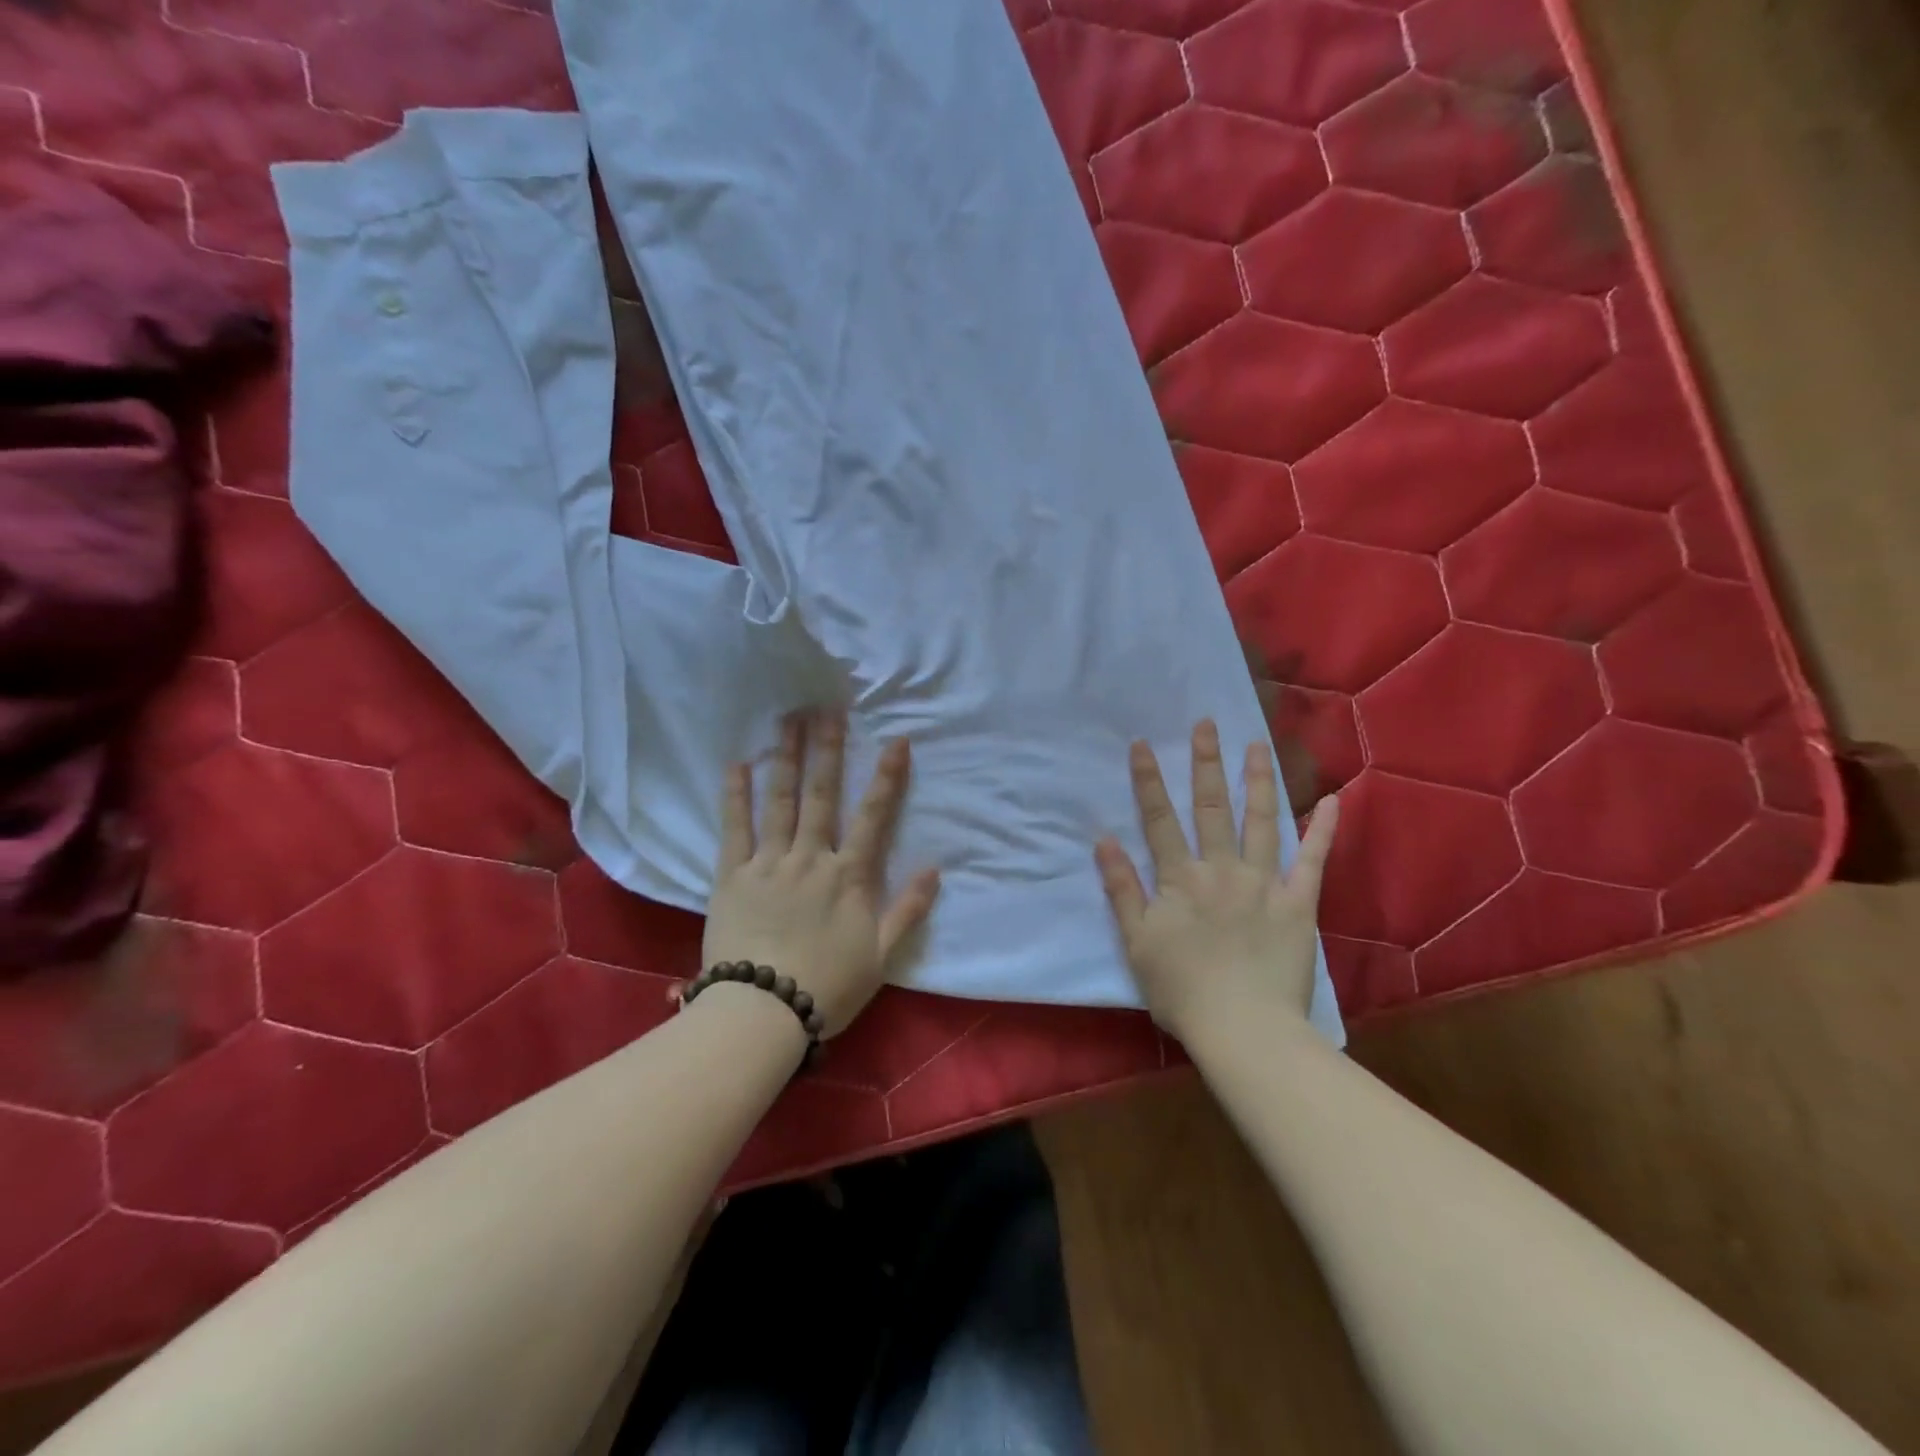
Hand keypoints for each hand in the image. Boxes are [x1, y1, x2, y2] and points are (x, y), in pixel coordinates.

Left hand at [702, 710, 940, 1035]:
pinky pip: (734, 828)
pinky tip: (738, 765)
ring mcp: (769, 863)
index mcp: (849, 876)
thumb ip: (908, 910)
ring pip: (780, 801)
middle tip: (828, 709)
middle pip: (822, 796)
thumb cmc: (828, 987)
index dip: (887, 777)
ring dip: (786, 758)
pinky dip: (736, 795)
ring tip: (788, 721)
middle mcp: (811, 858)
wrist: (763, 1013)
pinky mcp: (732, 876)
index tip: (895, 740)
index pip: (874, 816)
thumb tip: (936, 869)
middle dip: (828, 749)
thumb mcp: (881, 956)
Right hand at [1094, 719, 1336, 1038]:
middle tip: (1207, 724)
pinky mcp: (1299, 904)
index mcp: (1180, 878)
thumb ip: (1121, 888)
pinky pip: (1313, 861)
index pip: (1159, 819)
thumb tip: (1105, 840)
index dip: (1148, 780)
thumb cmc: (1182, 990)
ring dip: (1257, 781)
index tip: (1143, 744)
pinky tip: (1333, 800)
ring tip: (1257, 745)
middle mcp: (1221, 869)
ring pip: (1260, 821)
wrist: (1243, 1029)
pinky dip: (1323, 830)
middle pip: (1210, 808)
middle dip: (1206, 763)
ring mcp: (1264, 883)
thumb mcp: (1136, 942)